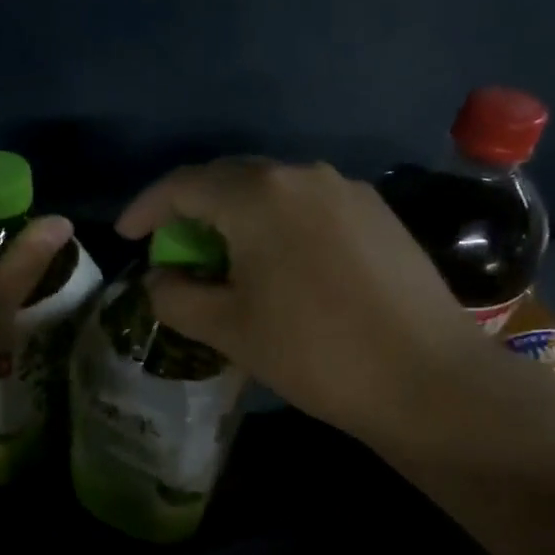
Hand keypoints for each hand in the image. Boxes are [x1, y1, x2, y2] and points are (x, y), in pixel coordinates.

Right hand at [116, 159, 484, 446]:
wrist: (428, 379)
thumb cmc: (314, 351)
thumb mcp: (228, 329)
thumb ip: (176, 297)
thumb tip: (159, 280)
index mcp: (258, 195)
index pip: (184, 186)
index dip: (146, 208)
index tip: (126, 236)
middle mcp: (302, 175)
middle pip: (229, 180)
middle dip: (191, 212)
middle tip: (174, 252)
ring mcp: (347, 190)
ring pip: (271, 192)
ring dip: (236, 219)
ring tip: (226, 261)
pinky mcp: (377, 213)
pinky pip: (308, 207)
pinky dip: (277, 226)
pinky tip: (281, 265)